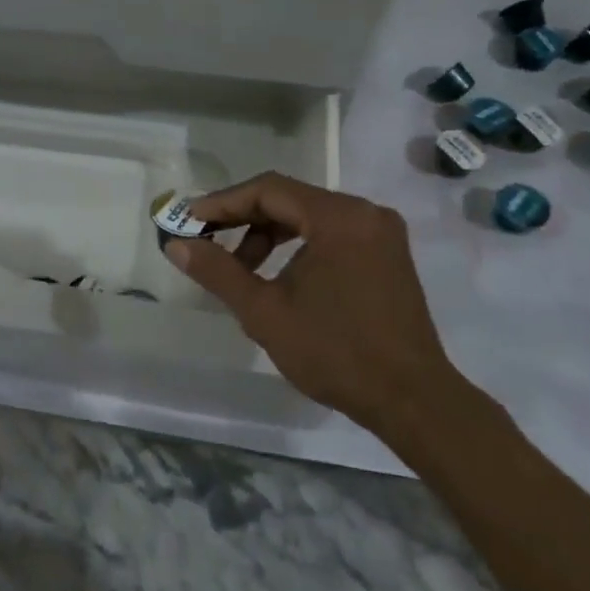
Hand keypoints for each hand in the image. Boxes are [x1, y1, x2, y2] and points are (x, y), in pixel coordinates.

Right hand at [165, 173, 460, 439]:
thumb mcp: (265, 312)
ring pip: (309, 215)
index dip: (222, 202)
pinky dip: (298, 244)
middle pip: (289, 198)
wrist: (413, 400)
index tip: (188, 220)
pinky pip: (331, 232)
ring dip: (269, 233)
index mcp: (338, 218)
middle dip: (243, 218)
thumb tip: (177, 245)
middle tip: (207, 240)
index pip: (268, 190)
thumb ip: (218, 271)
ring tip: (241, 266)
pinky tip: (279, 273)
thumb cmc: (335, 353)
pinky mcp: (387, 253)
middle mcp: (364, 212)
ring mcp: (380, 232)